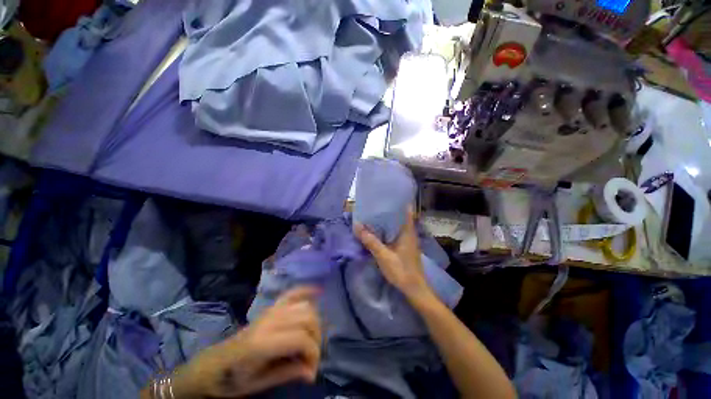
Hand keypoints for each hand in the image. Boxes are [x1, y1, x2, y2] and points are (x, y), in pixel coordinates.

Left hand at [173, 287, 321, 397]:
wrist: (215, 363)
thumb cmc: (234, 378)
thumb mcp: (258, 383)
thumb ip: (287, 374)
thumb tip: (311, 372)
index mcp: (263, 342)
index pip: (301, 339)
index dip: (312, 354)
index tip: (311, 372)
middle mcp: (270, 320)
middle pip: (307, 319)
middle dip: (316, 337)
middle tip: (311, 357)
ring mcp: (271, 310)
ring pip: (305, 307)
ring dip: (314, 322)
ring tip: (311, 339)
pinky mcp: (272, 307)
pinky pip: (292, 293)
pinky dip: (306, 290)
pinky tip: (317, 291)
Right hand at [353, 207, 435, 306]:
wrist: (414, 289)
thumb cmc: (401, 271)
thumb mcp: (383, 256)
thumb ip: (371, 241)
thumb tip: (358, 226)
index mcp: (407, 232)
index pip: (407, 211)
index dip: (399, 202)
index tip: (388, 196)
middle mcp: (409, 233)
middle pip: (401, 216)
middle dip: (390, 210)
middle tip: (376, 204)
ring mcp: (408, 240)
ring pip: (398, 225)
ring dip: (388, 220)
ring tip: (375, 213)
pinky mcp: (405, 246)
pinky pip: (396, 233)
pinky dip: (388, 229)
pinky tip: (379, 230)